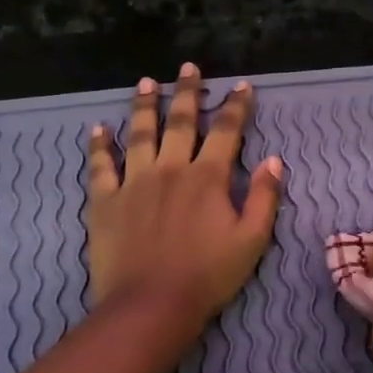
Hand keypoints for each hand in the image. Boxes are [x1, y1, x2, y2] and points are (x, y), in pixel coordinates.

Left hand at [86, 63, 283, 325]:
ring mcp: (134, 182)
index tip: (242, 86)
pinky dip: (99, 145)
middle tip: (188, 67)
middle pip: (179, 121)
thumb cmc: (208, 276)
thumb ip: (265, 198)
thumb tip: (274, 160)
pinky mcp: (105, 201)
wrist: (151, 305)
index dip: (236, 107)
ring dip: (144, 105)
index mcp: (208, 177)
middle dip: (187, 92)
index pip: (226, 131)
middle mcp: (170, 169)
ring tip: (145, 83)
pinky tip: (98, 128)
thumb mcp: (252, 240)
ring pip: (139, 134)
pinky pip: (101, 166)